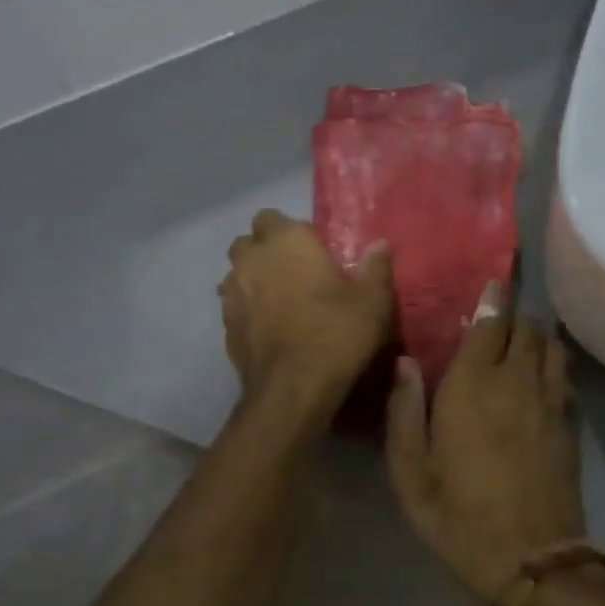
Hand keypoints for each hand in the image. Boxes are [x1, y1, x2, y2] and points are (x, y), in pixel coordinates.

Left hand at [220, 210, 393, 420]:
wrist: (293, 388)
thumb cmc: (337, 334)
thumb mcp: (373, 301)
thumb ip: (375, 268)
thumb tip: (379, 244)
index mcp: (287, 241)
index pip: (274, 217)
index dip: (290, 232)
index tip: (312, 251)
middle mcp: (252, 259)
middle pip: (248, 242)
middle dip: (265, 251)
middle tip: (293, 272)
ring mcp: (232, 293)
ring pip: (236, 274)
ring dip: (252, 280)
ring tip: (279, 301)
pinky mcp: (225, 326)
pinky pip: (234, 307)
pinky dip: (247, 311)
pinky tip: (268, 329)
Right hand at [385, 294, 584, 603]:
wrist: (531, 560)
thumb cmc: (459, 518)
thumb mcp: (410, 474)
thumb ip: (404, 413)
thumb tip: (406, 362)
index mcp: (472, 386)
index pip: (490, 322)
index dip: (492, 297)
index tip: (490, 282)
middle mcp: (516, 381)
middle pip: (526, 326)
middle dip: (512, 315)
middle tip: (493, 320)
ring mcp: (550, 401)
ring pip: (550, 345)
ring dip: (534, 337)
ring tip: (516, 345)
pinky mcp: (569, 423)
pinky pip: (564, 375)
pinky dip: (552, 364)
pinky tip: (538, 380)